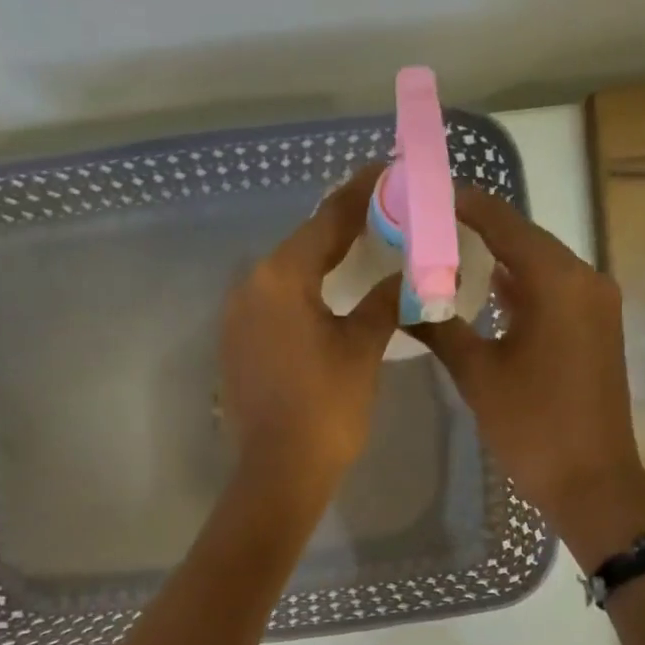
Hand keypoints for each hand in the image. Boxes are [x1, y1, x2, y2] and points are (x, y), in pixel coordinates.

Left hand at [219, 165, 398, 506]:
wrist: (278, 472)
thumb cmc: (326, 408)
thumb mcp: (363, 349)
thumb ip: (384, 301)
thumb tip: (407, 276)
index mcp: (281, 278)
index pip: (328, 219)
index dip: (363, 193)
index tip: (390, 171)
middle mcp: (250, 287)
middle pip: (305, 243)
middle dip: (346, 226)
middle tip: (387, 212)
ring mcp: (238, 317)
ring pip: (288, 274)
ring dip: (325, 261)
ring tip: (366, 250)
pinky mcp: (237, 344)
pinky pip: (276, 303)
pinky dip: (306, 292)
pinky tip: (331, 296)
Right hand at [409, 189, 644, 568]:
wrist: (592, 480)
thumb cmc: (532, 426)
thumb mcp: (477, 375)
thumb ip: (438, 328)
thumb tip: (400, 299)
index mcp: (558, 282)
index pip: (505, 223)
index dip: (464, 205)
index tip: (426, 193)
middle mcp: (585, 280)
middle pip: (524, 239)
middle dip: (477, 230)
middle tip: (427, 226)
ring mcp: (595, 305)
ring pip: (539, 266)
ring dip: (498, 260)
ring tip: (447, 253)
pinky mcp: (595, 328)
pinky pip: (552, 292)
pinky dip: (518, 287)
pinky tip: (484, 292)